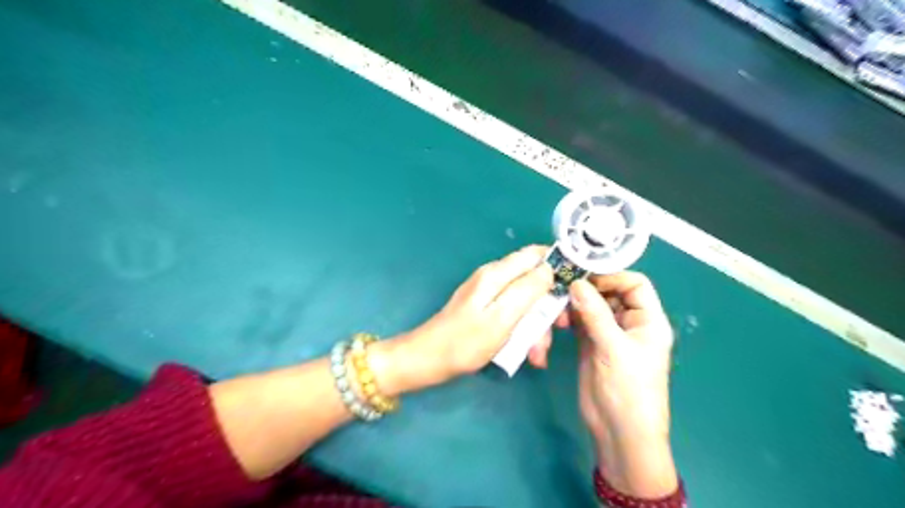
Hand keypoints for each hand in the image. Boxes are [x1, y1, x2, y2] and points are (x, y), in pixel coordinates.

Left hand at [391, 244, 556, 389]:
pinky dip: (523, 329)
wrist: (429, 359)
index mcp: (497, 274)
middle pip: (533, 279)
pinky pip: (513, 312)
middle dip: (548, 305)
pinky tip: (526, 351)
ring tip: (537, 354)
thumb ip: (527, 290)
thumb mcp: (502, 317)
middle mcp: (494, 277)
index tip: (574, 288)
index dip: (558, 265)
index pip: (536, 254)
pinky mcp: (485, 307)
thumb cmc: (466, 342)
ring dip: (536, 324)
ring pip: (525, 300)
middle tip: (556, 331)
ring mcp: (488, 292)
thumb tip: (550, 268)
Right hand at [560, 273, 678, 495]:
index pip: (635, 284)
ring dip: (575, 304)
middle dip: (588, 289)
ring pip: (592, 306)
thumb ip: (595, 314)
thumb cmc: (629, 390)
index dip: (612, 277)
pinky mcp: (590, 344)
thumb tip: (576, 283)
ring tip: (559, 311)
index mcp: (648, 320)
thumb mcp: (614, 349)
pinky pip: (580, 321)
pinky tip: (557, 320)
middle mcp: (629, 323)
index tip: (585, 278)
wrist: (618, 432)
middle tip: (564, 289)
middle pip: (610, 292)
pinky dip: (568, 317)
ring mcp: (608, 333)